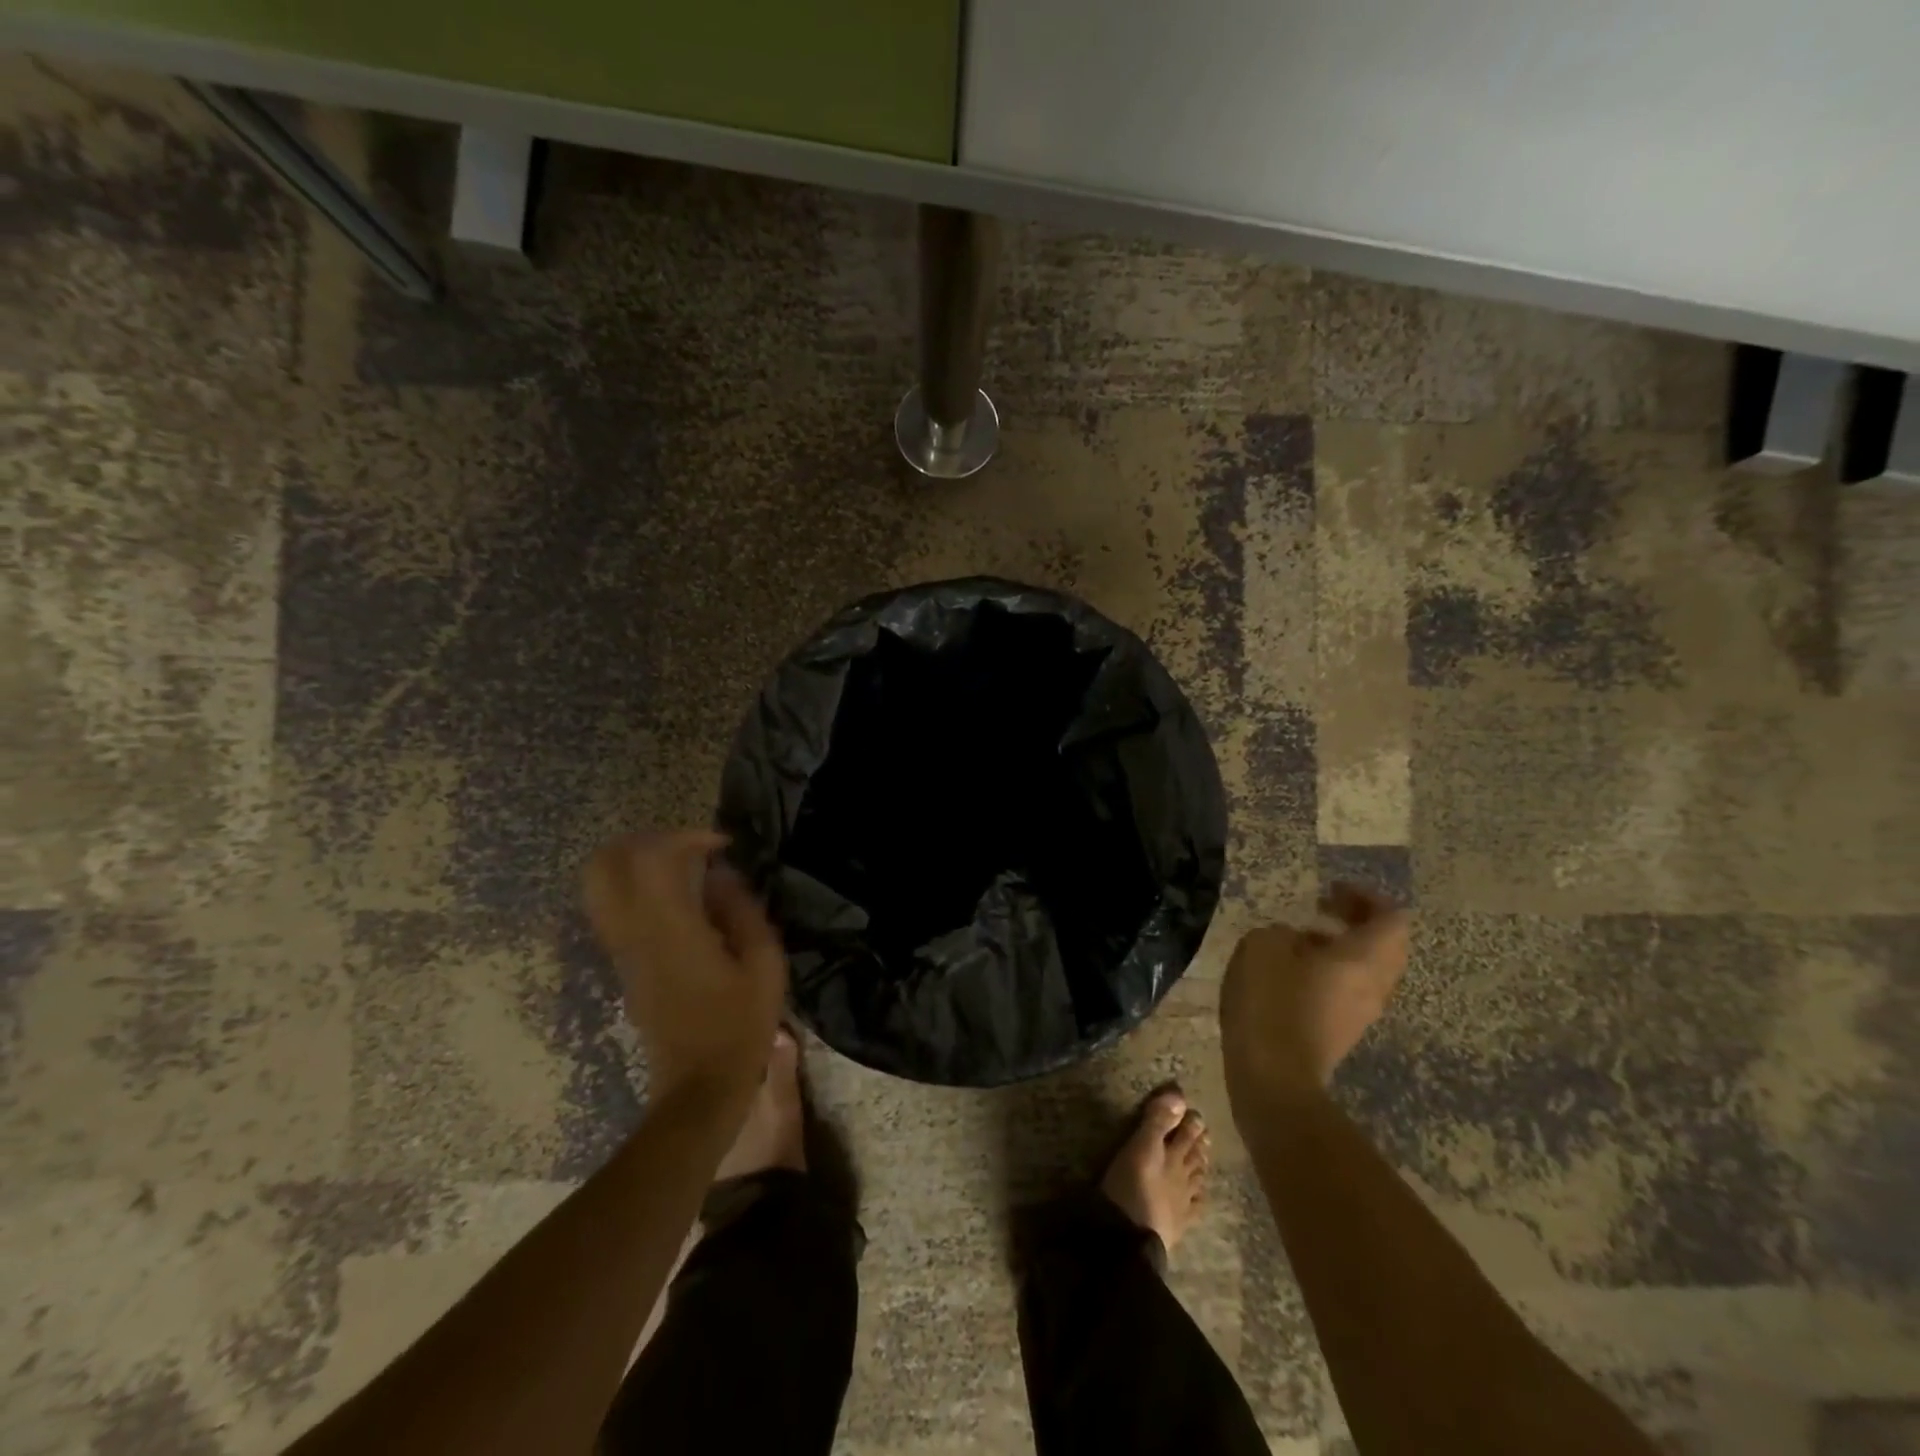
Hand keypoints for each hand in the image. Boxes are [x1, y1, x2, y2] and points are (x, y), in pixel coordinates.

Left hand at [584, 831, 788, 1104]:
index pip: (651, 858)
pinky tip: (682, 901)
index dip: (685, 837)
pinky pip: (615, 909)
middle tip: (689, 848)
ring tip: (684, 869)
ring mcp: (623, 950)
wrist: (699, 1086)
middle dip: (645, 841)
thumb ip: (742, 910)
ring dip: (638, 863)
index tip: (722, 846)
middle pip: (604, 865)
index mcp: (670, 929)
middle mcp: (634, 933)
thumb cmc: (740, 1025)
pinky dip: (639, 889)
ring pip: (601, 886)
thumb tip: (721, 874)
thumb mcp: (764, 963)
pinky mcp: (624, 965)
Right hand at [1220, 883, 1409, 1108]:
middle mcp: (1375, 984)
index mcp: (1363, 958)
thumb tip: (1295, 942)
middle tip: (1323, 907)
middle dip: (1359, 920)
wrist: (1273, 1077)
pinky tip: (1294, 971)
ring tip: (1302, 938)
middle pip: (1388, 944)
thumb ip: (1282, 932)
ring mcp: (1362, 1012)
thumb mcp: (1262, 946)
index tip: (1332, 889)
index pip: (1392, 917)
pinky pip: (1352, 989)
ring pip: (1371, 969)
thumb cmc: (1271, 1003)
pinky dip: (1333, 971)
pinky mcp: (1343, 1031)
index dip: (1366, 897)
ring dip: (1344, 946)